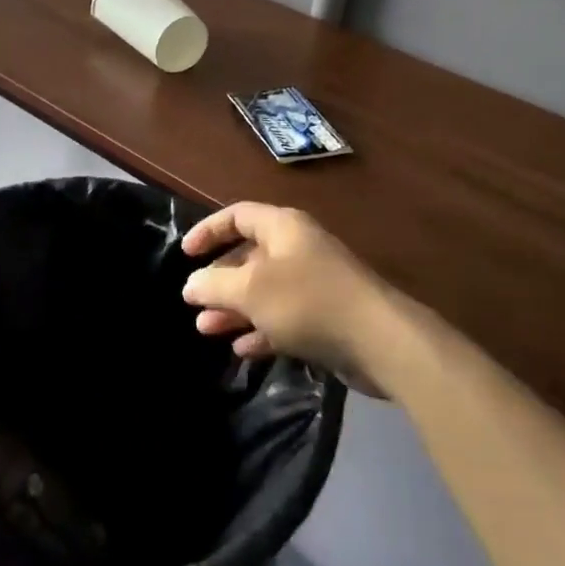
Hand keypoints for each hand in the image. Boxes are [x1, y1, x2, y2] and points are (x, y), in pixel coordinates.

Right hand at [181, 203, 401, 389]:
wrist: (379, 340)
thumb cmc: (307, 301)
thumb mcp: (251, 290)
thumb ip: (215, 285)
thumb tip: (191, 285)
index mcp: (283, 228)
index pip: (237, 216)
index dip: (209, 231)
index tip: (185, 254)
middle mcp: (298, 249)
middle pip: (249, 256)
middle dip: (219, 280)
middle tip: (193, 302)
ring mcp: (313, 283)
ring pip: (264, 290)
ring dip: (234, 308)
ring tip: (206, 330)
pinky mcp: (325, 317)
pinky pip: (283, 317)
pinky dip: (260, 329)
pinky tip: (241, 349)